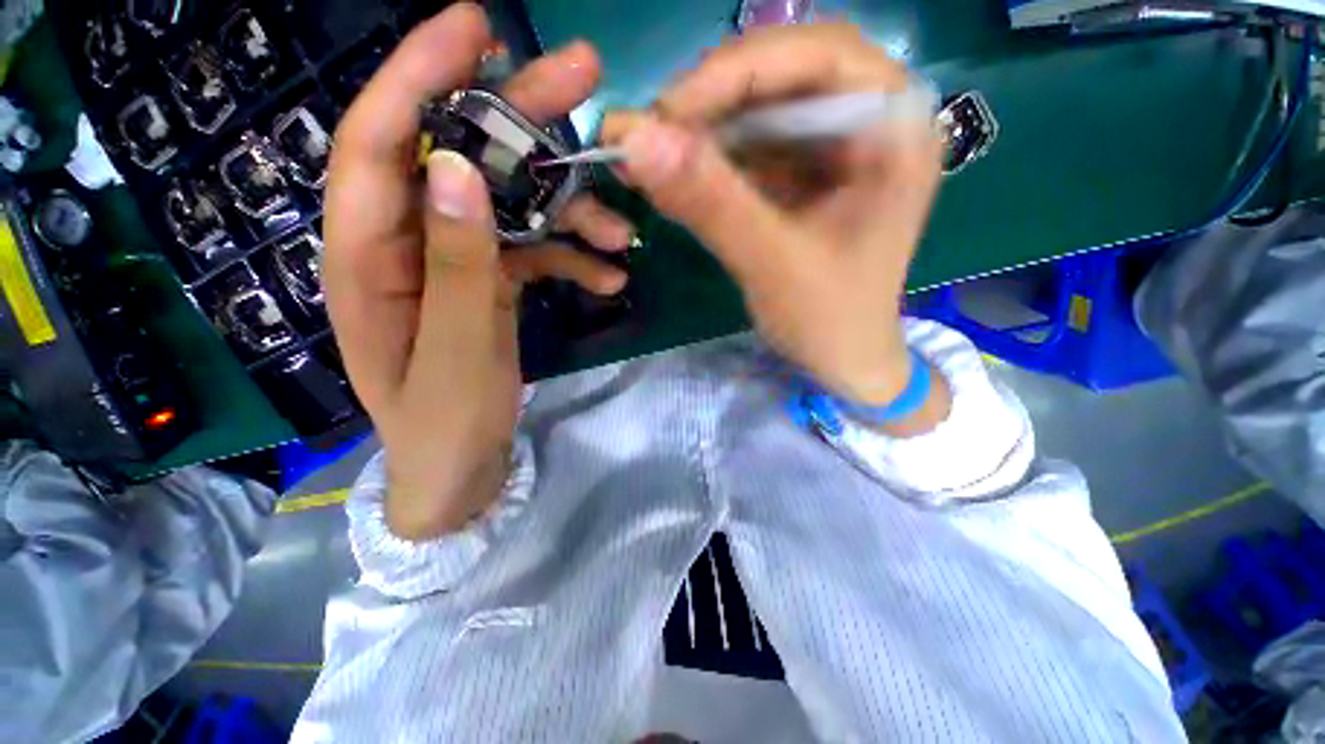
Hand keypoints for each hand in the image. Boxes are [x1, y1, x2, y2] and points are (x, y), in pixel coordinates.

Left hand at [325, 4, 632, 539]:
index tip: (478, 26)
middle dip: (518, 114)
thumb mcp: (454, 350)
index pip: (379, 141)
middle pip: (457, 154)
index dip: (420, 74)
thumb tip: (461, 168)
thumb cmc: (442, 422)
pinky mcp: (488, 281)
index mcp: (367, 255)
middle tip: (582, 77)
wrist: (459, 465)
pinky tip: (607, 278)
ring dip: (567, 209)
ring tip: (618, 229)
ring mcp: (453, 259)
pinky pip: (531, 249)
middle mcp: (407, 242)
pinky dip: (570, 257)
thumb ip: (457, 264)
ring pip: (509, 204)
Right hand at [603, 23, 945, 415]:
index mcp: (896, 129)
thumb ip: (711, 202)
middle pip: (784, 75)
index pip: (820, 56)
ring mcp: (833, 149)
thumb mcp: (773, 264)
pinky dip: (708, 161)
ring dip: (700, 132)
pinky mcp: (802, 176)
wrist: (843, 361)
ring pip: (759, 111)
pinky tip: (674, 178)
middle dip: (712, 102)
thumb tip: (635, 139)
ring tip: (648, 157)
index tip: (666, 112)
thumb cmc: (830, 320)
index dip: (737, 72)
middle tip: (650, 135)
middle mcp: (870, 122)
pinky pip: (750, 148)